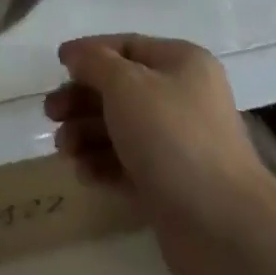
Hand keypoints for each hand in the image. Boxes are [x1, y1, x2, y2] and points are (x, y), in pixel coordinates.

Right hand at [44, 35, 272, 274]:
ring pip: (120, 128)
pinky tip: (84, 174)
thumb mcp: (126, 86)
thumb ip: (94, 63)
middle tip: (51, 114)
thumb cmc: (172, 138)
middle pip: (120, 89)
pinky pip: (128, 164)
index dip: (90, 53)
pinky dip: (103, 164)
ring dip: (86, 133)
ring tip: (65, 149)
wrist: (224, 228)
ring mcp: (179, 144)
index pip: (127, 46)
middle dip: (82, 99)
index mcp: (181, 64)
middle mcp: (183, 98)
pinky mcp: (171, 185)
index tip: (57, 65)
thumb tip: (75, 54)